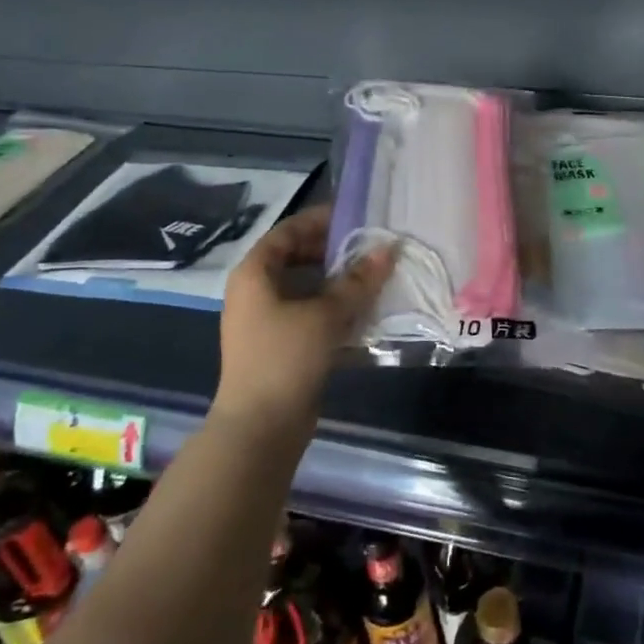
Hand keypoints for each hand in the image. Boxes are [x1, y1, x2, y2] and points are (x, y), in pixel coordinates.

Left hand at [216, 206, 396, 426]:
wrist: (260, 427)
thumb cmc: (285, 358)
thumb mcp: (325, 314)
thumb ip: (358, 280)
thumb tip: (389, 248)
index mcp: (254, 273)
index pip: (288, 231)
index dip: (321, 220)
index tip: (356, 216)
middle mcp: (256, 291)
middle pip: (297, 257)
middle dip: (335, 251)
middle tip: (372, 246)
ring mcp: (267, 319)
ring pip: (307, 287)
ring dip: (339, 280)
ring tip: (375, 274)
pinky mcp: (281, 344)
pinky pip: (310, 312)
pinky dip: (335, 306)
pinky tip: (365, 308)